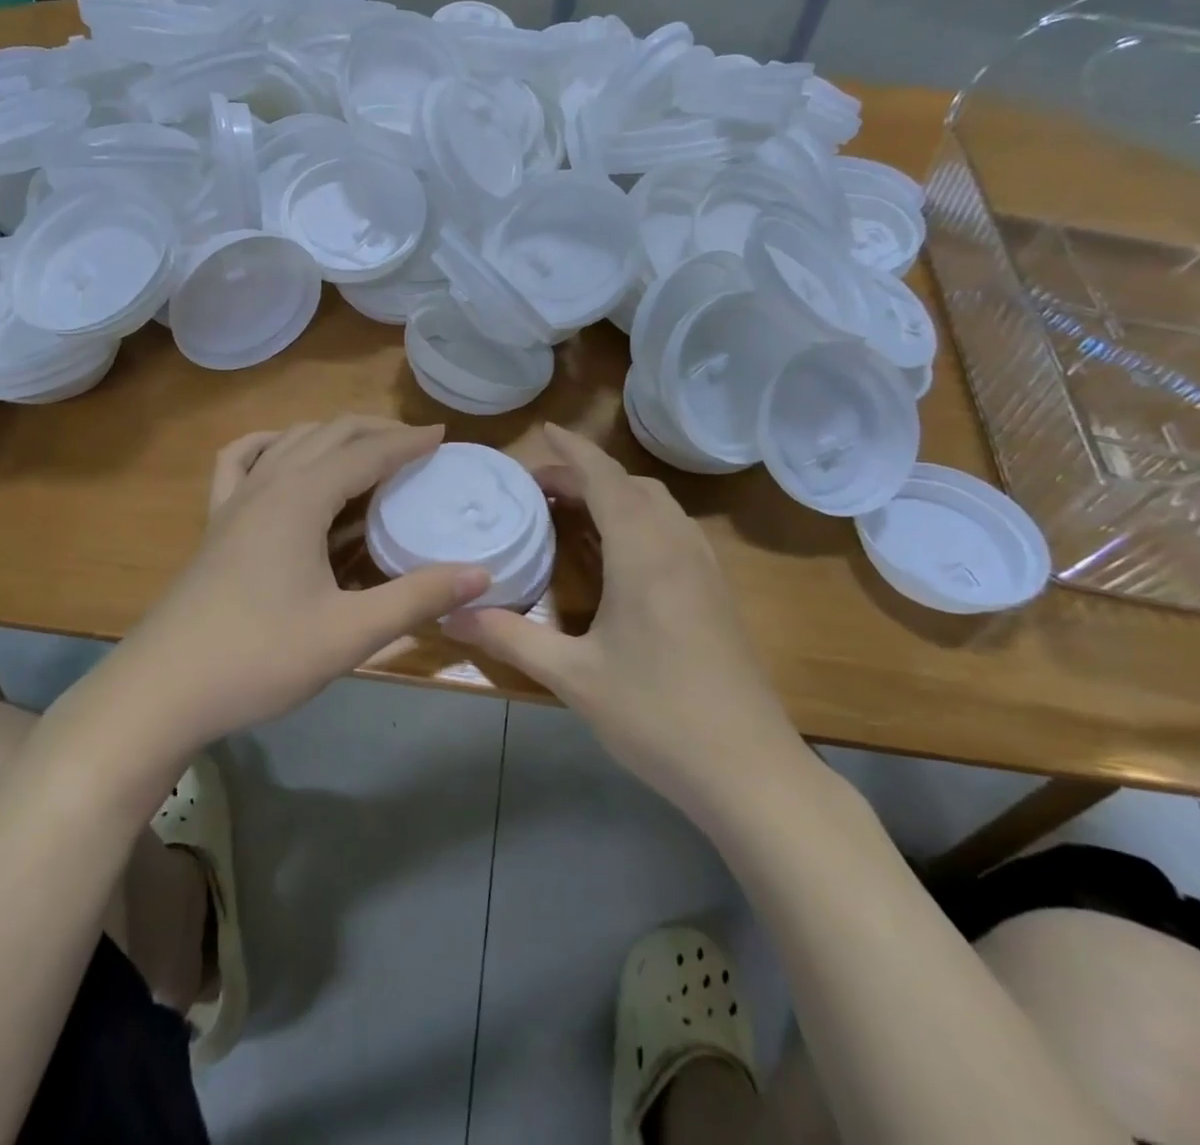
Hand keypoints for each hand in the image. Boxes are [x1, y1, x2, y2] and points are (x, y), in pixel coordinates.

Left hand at [112, 417, 490, 750]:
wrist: (161, 690)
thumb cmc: (259, 658)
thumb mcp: (348, 633)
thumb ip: (416, 598)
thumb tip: (481, 574)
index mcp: (301, 499)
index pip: (367, 453)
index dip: (408, 442)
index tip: (444, 435)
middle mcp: (268, 484)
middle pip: (329, 434)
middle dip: (376, 430)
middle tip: (417, 443)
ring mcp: (235, 500)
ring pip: (290, 441)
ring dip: (332, 435)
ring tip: (366, 448)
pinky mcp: (215, 523)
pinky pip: (241, 461)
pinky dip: (270, 446)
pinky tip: (283, 456)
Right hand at [444, 424, 797, 816]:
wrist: (749, 769)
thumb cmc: (657, 714)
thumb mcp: (573, 677)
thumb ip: (510, 637)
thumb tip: (450, 614)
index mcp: (643, 552)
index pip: (605, 478)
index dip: (572, 451)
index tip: (543, 431)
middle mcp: (677, 546)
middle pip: (631, 486)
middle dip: (586, 474)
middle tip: (540, 490)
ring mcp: (705, 568)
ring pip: (658, 505)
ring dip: (616, 494)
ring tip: (573, 512)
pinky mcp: (717, 592)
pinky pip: (674, 530)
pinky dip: (640, 518)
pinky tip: (619, 552)